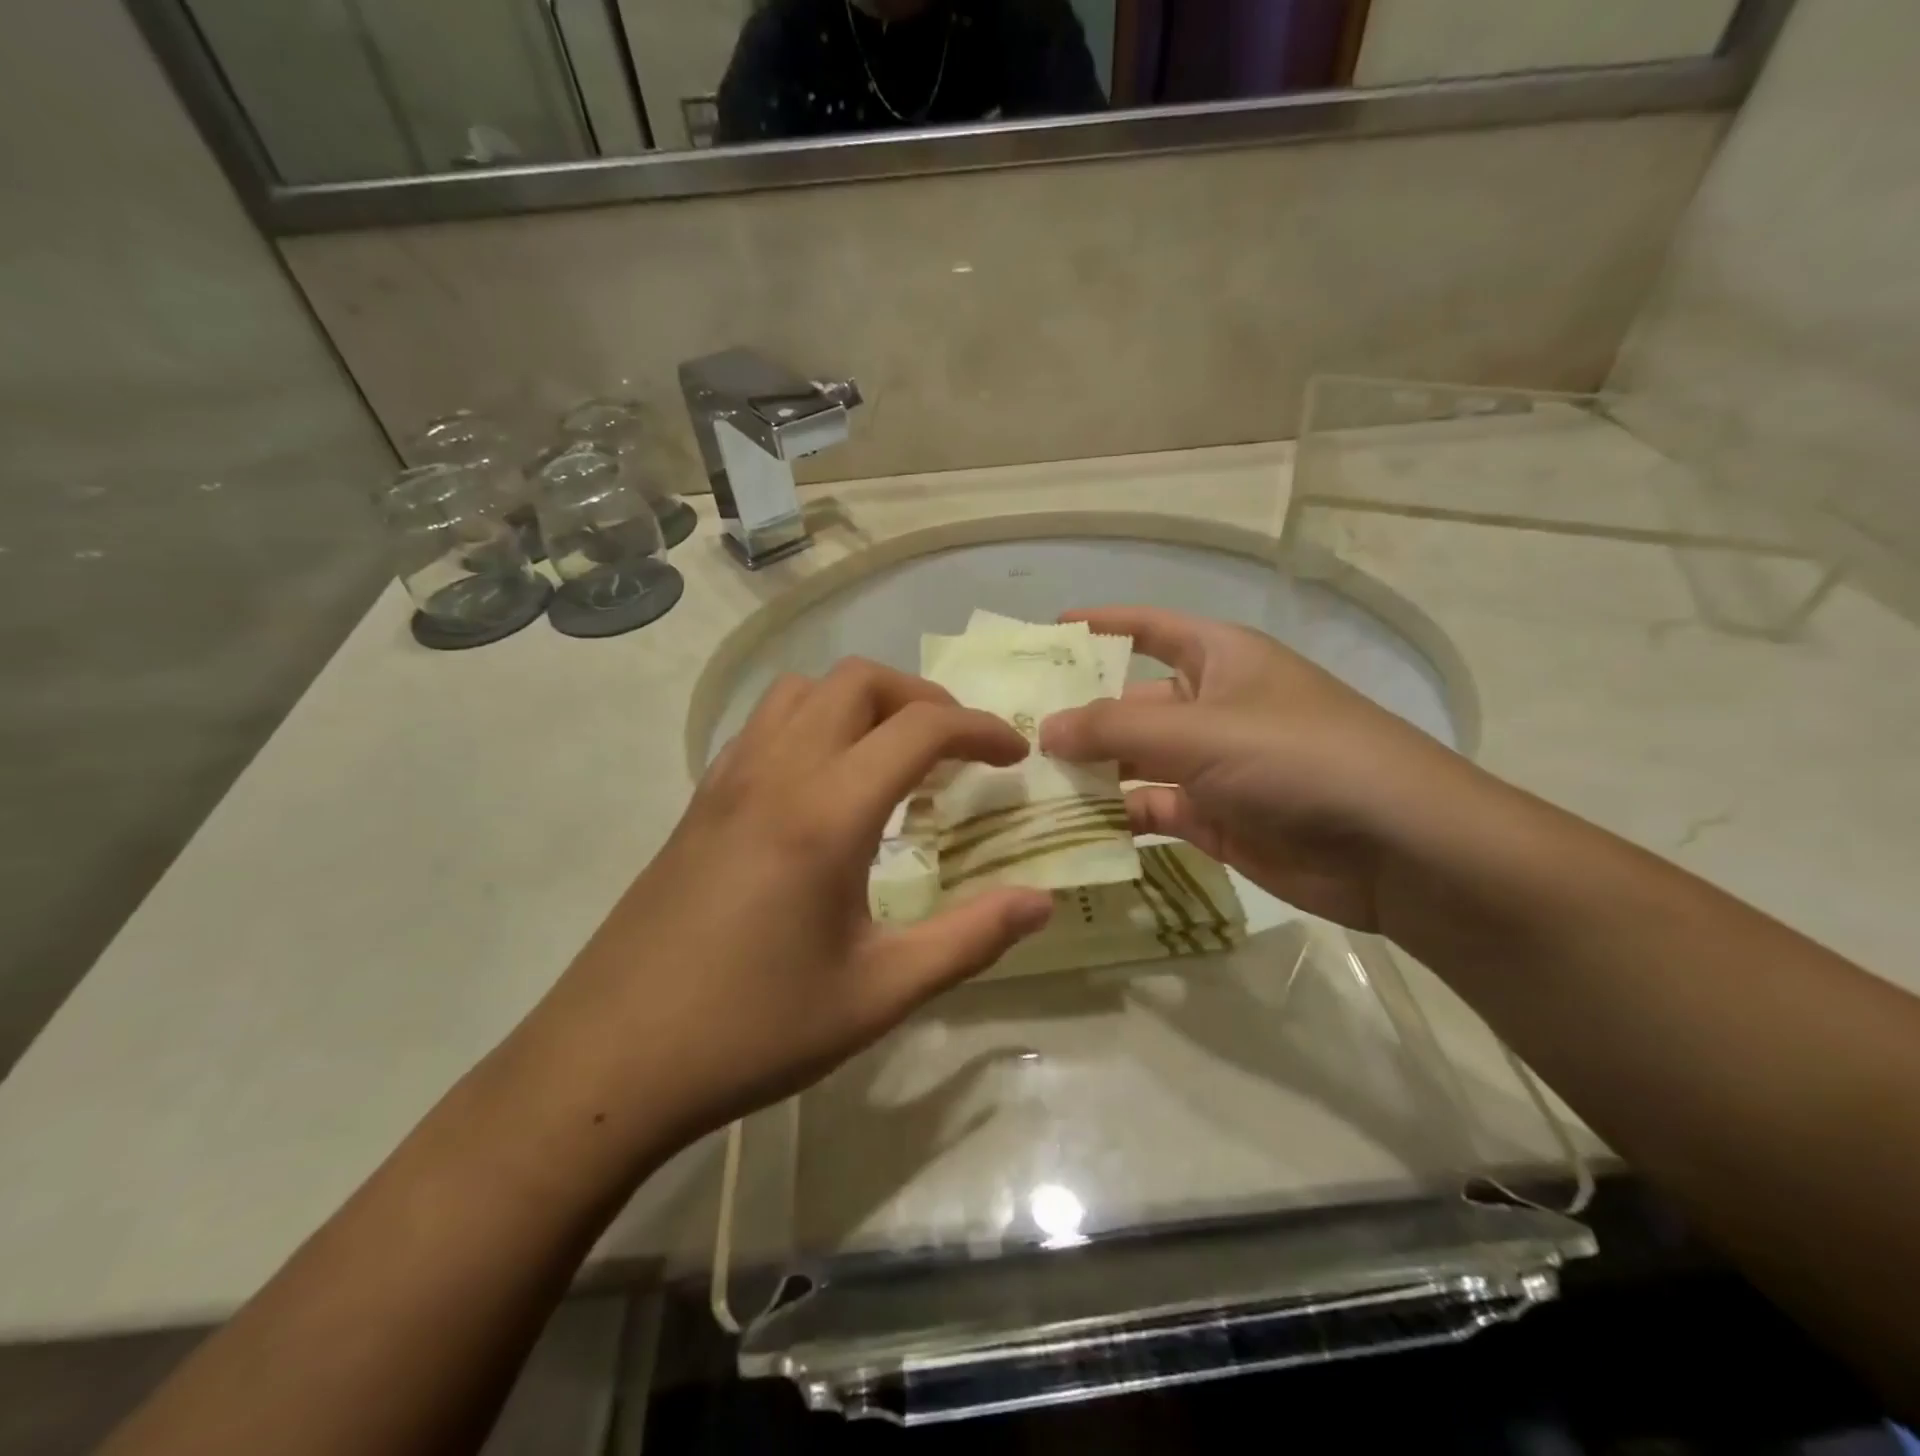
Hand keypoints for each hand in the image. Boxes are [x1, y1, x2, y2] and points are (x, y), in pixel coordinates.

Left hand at [536, 660, 1053, 1148]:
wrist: (610, 1063)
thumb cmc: (752, 1030)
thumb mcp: (878, 994)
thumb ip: (969, 940)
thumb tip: (1040, 901)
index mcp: (826, 813)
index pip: (920, 728)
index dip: (980, 730)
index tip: (1015, 757)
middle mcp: (775, 774)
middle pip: (858, 682)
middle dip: (922, 699)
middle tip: (957, 751)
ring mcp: (727, 781)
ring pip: (802, 691)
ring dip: (861, 702)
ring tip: (893, 757)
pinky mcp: (699, 803)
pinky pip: (764, 725)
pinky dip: (813, 723)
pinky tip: (825, 785)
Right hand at [1040, 606, 1487, 929]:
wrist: (1395, 847)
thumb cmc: (1298, 758)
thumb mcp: (1200, 731)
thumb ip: (1113, 727)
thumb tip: (1042, 729)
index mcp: (1217, 658)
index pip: (1147, 627)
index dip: (1098, 626)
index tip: (1041, 634)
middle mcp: (1211, 705)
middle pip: (1128, 701)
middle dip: (1075, 715)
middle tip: (1007, 732)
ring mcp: (1211, 765)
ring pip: (1131, 761)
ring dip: (1086, 773)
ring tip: (1020, 784)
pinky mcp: (1212, 818)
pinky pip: (1147, 809)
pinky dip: (1112, 818)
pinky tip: (1064, 827)